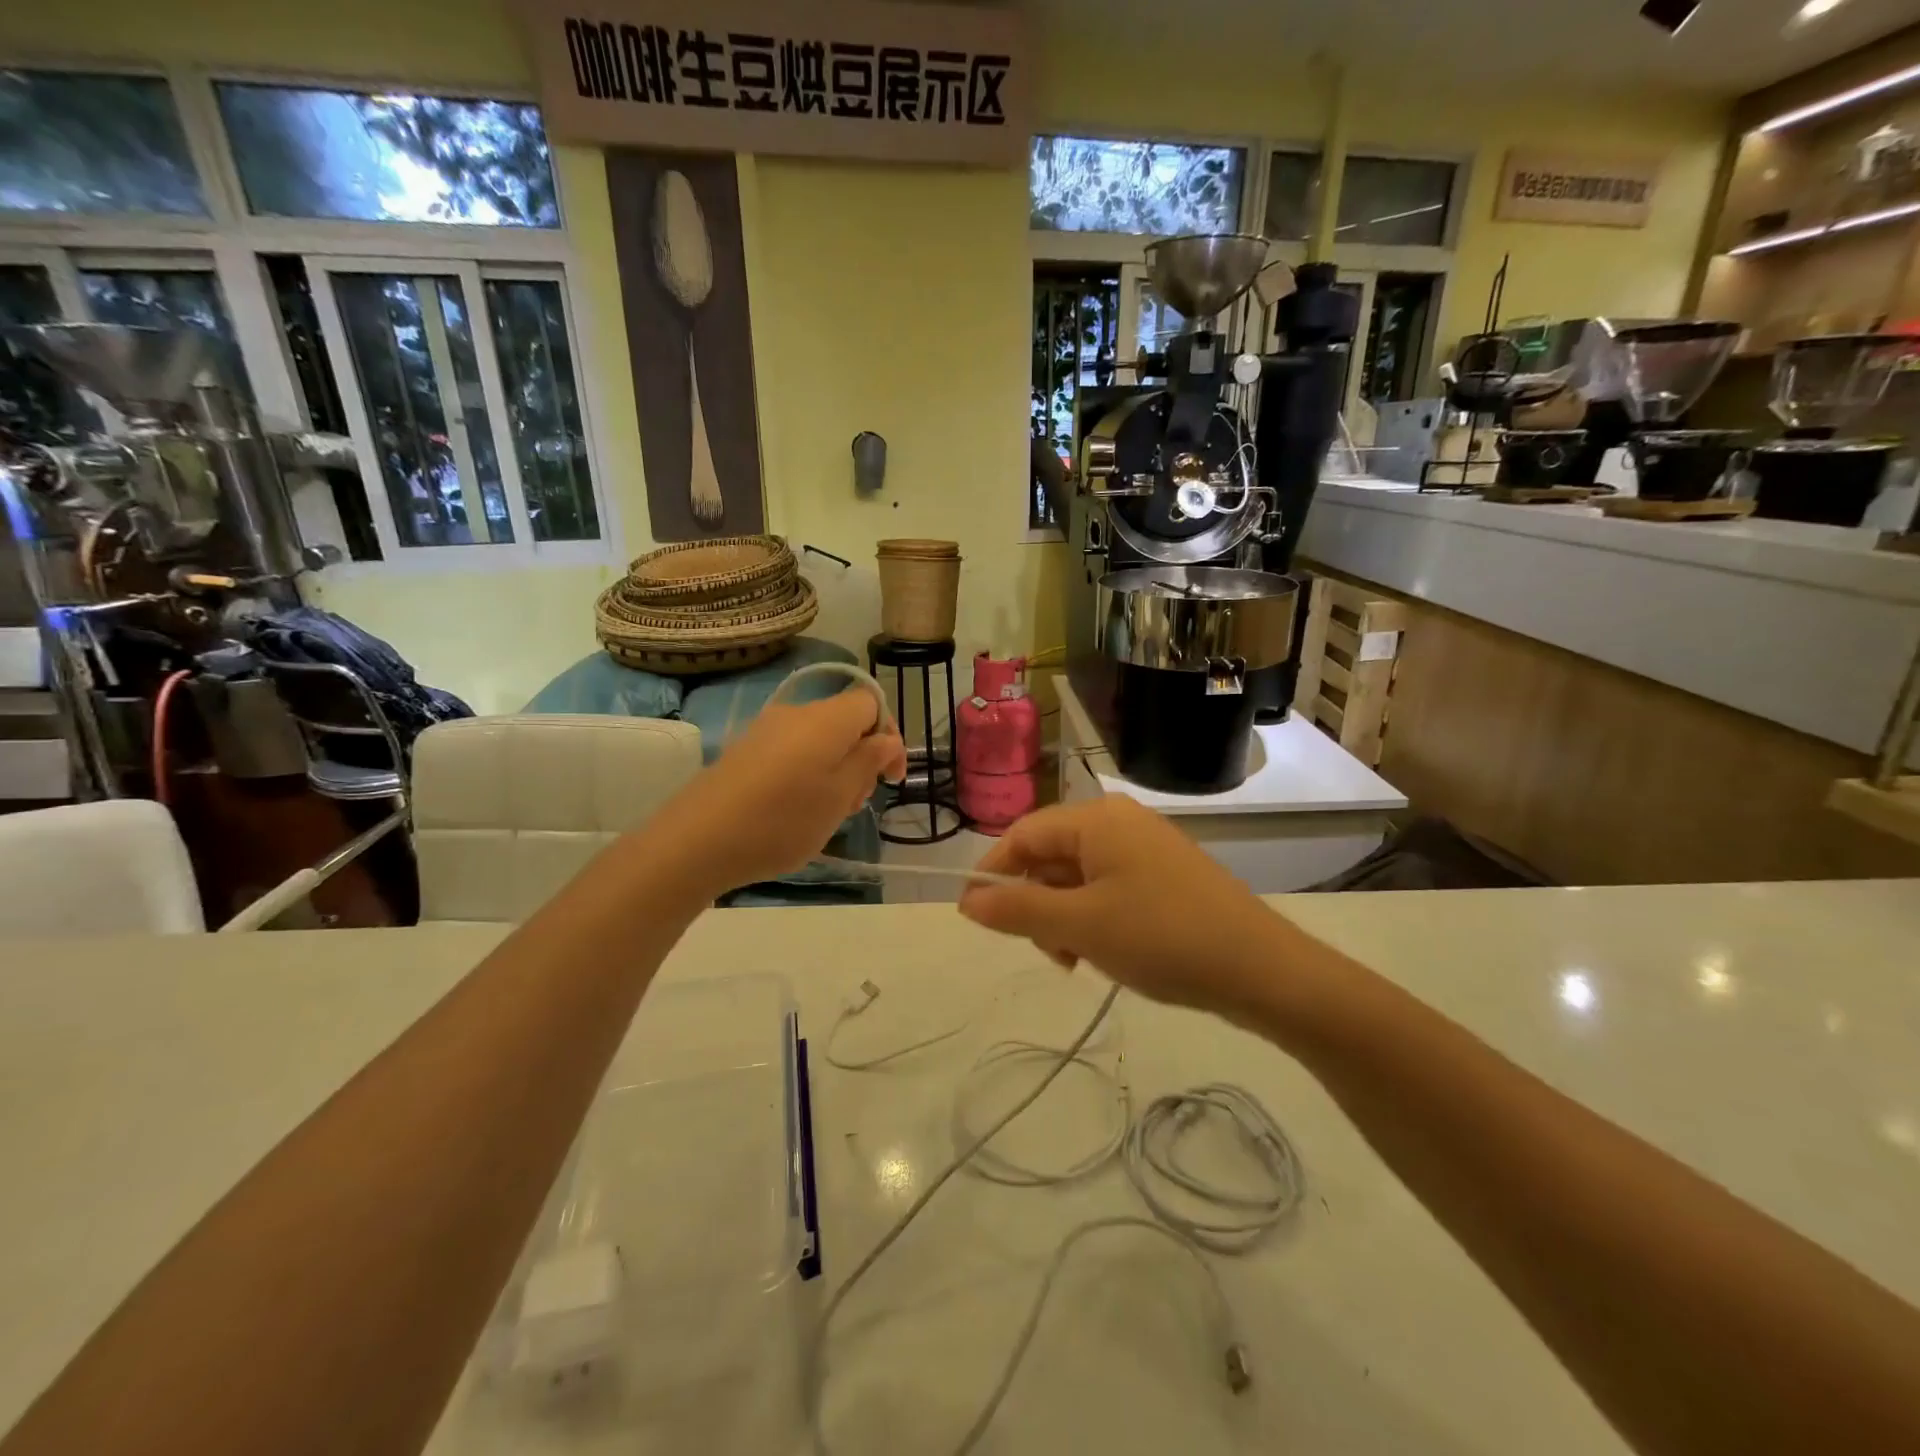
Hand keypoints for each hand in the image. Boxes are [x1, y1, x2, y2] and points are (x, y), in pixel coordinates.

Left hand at [654, 688, 906, 895]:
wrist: (698, 840)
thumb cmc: (783, 820)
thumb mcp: (840, 796)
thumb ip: (869, 761)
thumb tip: (886, 738)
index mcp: (826, 718)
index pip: (871, 702)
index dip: (888, 735)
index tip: (890, 778)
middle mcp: (796, 713)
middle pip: (844, 722)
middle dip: (862, 758)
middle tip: (856, 803)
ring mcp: (765, 730)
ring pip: (818, 740)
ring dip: (835, 770)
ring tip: (827, 813)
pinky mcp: (744, 750)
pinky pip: (791, 752)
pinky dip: (807, 774)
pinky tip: (795, 810)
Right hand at [958, 797, 1295, 1020]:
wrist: (1261, 970)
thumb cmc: (1161, 937)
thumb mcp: (1080, 926)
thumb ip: (1017, 909)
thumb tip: (967, 900)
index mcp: (1096, 819)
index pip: (1023, 834)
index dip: (994, 874)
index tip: (978, 918)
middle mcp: (1119, 821)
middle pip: (1050, 855)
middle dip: (1037, 903)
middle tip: (1051, 952)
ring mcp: (1145, 847)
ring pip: (1078, 876)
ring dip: (1065, 917)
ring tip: (1081, 959)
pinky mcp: (1164, 874)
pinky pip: (1109, 887)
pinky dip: (1095, 918)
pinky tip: (1107, 952)